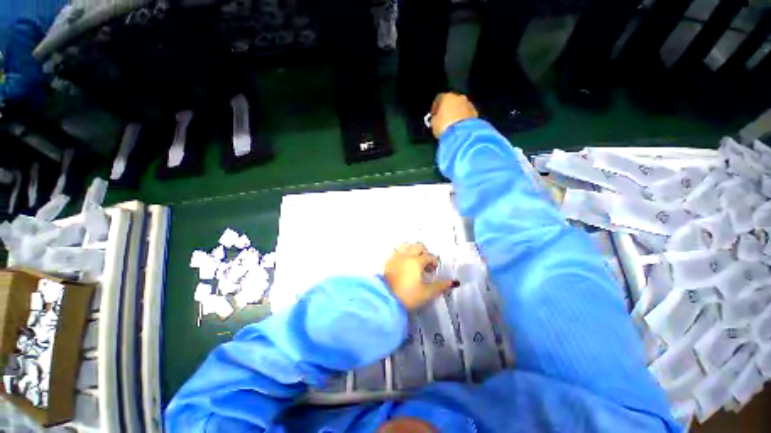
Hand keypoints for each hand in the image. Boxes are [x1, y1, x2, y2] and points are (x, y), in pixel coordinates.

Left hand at [384, 243, 455, 310]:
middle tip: (425, 264)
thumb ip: (440, 286)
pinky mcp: (388, 261)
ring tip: (414, 261)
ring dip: (412, 249)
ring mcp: (395, 256)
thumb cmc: (407, 296)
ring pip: (406, 245)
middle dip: (424, 252)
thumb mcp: (426, 293)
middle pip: (418, 246)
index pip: (429, 256)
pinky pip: (396, 250)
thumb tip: (453, 282)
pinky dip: (402, 253)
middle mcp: (406, 255)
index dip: (434, 262)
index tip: (434, 271)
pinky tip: (403, 263)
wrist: (385, 300)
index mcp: (416, 261)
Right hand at [430, 92, 478, 138]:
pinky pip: (466, 114)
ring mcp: (468, 104)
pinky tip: (459, 127)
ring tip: (452, 124)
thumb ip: (435, 118)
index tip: (434, 115)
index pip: (439, 99)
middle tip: (444, 119)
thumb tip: (436, 118)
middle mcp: (459, 97)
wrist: (462, 134)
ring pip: (460, 107)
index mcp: (447, 97)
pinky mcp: (475, 113)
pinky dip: (463, 118)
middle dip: (447, 109)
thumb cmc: (444, 126)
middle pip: (451, 102)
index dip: (435, 108)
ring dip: (456, 113)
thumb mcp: (434, 123)